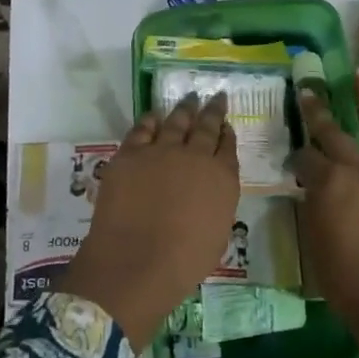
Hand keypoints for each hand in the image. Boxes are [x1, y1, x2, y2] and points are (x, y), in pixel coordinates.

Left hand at [58, 93, 238, 348]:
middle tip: (216, 96)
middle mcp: (196, 156)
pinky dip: (150, 120)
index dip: (227, 133)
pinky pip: (142, 129)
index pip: (228, 147)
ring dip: (185, 109)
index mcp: (222, 178)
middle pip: (206, 126)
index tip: (227, 124)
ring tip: (190, 98)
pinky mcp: (130, 154)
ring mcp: (161, 151)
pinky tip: (154, 116)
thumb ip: (216, 203)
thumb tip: (208, 192)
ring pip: (176, 121)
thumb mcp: (217, 233)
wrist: (136, 261)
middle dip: (212, 110)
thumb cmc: (184, 261)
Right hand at [295, 71, 358, 331]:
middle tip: (310, 90)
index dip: (298, 156)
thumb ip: (314, 204)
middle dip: (318, 110)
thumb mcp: (313, 237)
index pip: (306, 157)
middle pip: (334, 132)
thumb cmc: (343, 277)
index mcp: (329, 181)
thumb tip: (315, 187)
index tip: (295, 159)